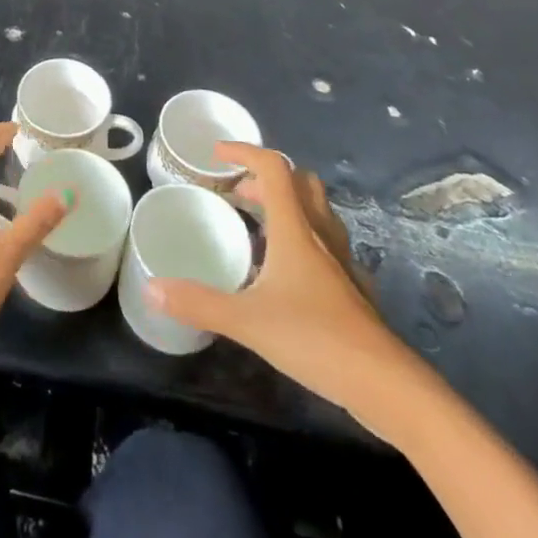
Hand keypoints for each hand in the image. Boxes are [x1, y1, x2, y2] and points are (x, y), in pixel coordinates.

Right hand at [147, 142, 437, 439]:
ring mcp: (342, 261)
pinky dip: (305, 241)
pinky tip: (289, 272)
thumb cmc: (315, 339)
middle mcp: (320, 234)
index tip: (216, 154)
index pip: (273, 168)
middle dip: (266, 179)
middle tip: (236, 196)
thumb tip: (151, 288)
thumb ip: (199, 303)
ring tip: (258, 229)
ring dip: (288, 206)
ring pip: (317, 211)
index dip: (245, 152)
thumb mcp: (247, 321)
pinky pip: (328, 245)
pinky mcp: (353, 288)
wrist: (385, 385)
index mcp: (295, 229)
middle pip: (300, 183)